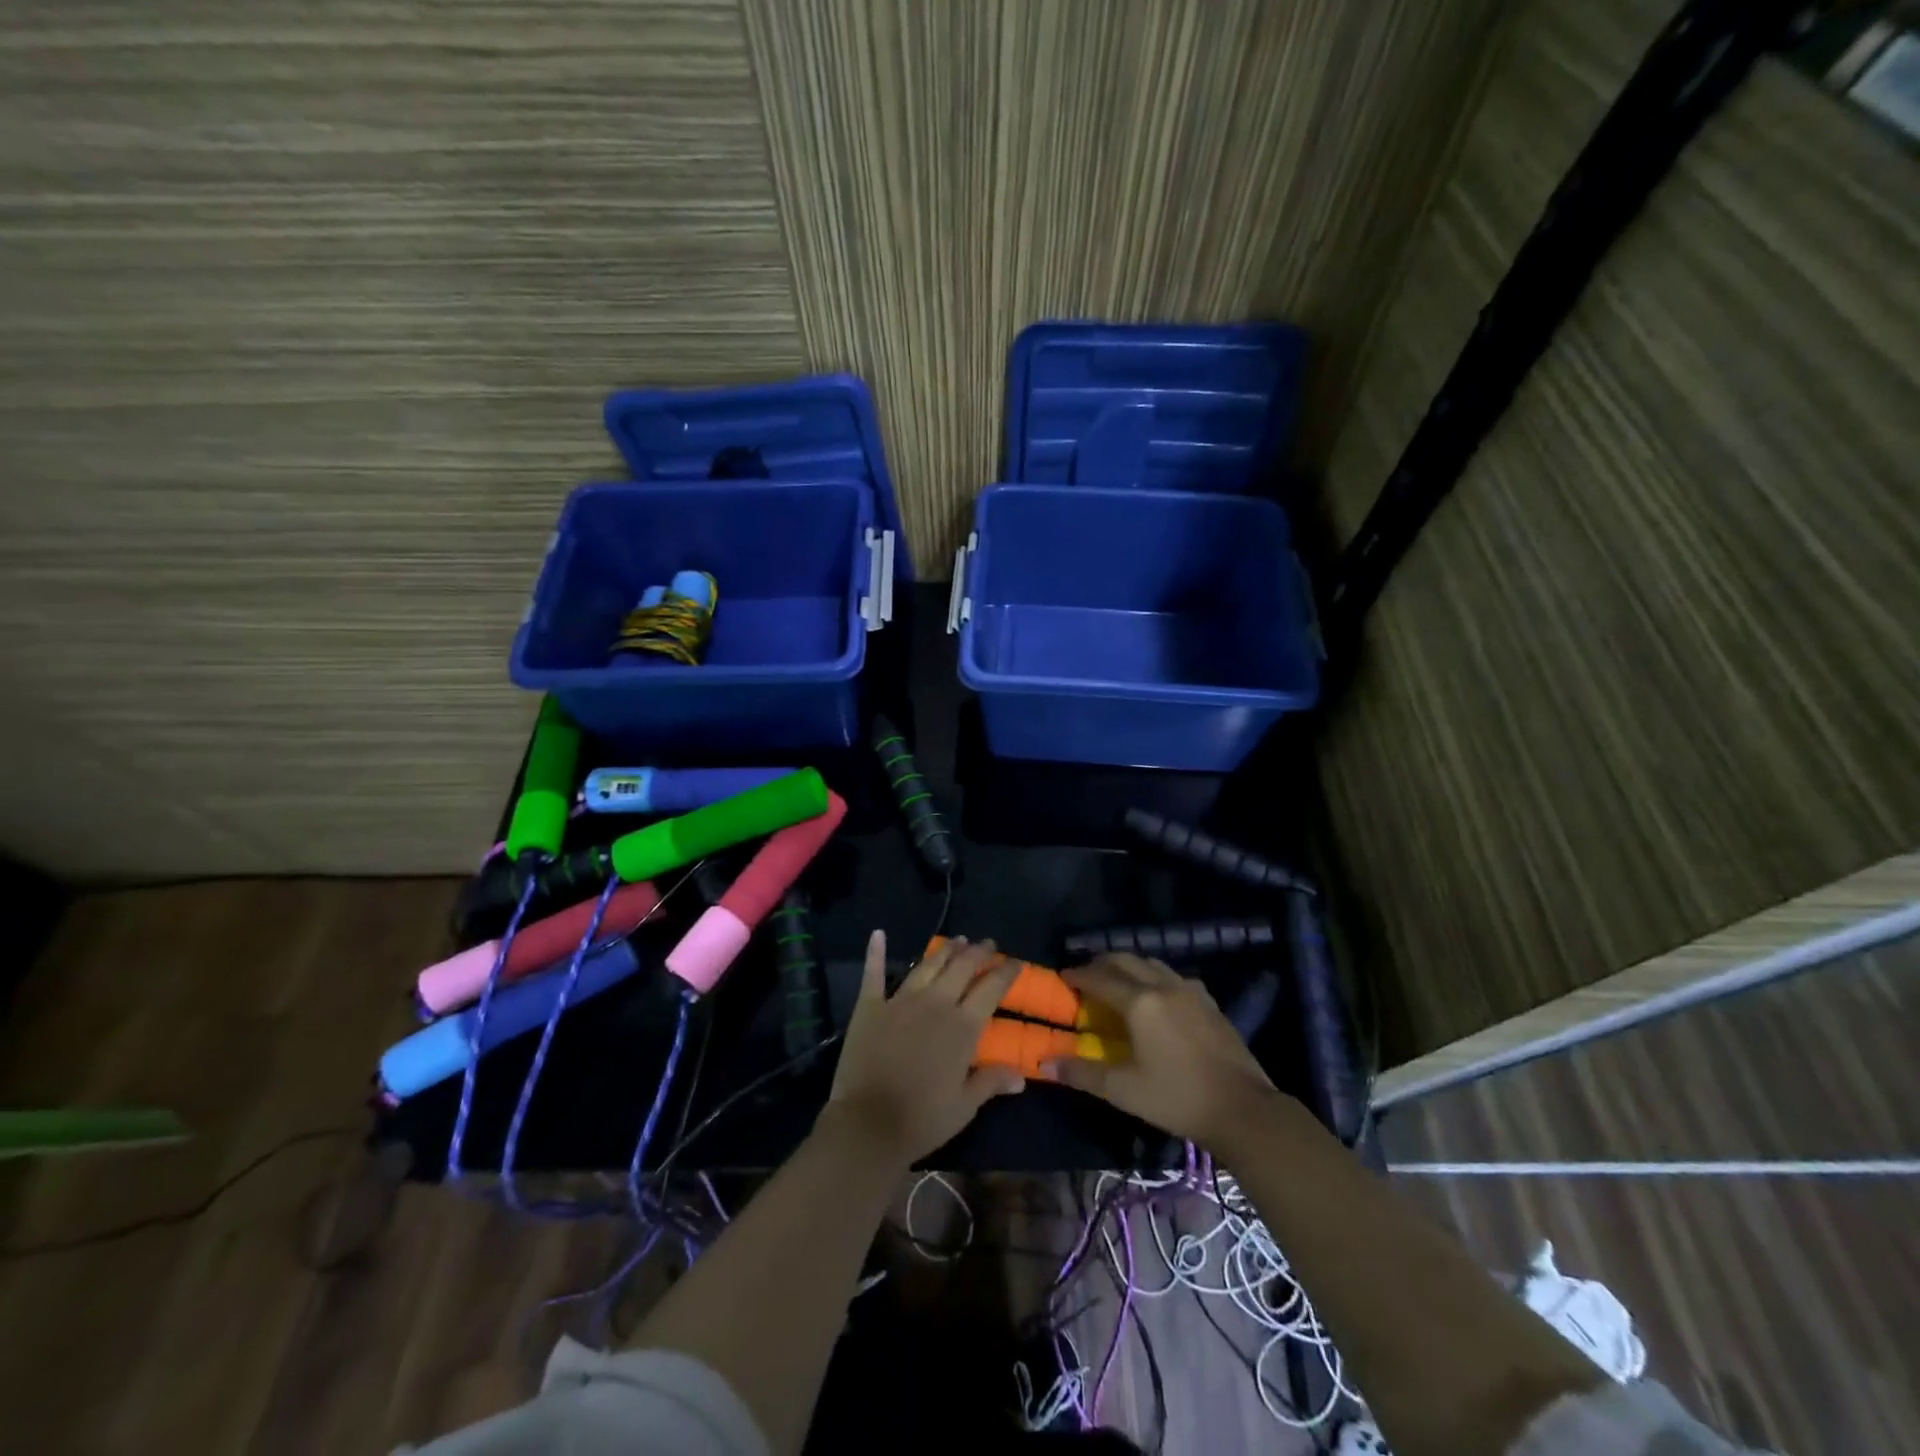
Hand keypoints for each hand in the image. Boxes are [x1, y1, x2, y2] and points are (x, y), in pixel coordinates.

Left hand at [825, 931, 1023, 1164]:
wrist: (868, 1124)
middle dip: (978, 952)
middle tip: (987, 943)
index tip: (1015, 962)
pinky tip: (879, 935)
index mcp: (962, 1026)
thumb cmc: (922, 1119)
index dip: (1006, 972)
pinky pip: (874, 973)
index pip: (991, 988)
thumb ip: (991, 1082)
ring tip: (957, 940)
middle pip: (961, 967)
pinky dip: (876, 952)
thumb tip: (1022, 1075)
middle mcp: (935, 1003)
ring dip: (945, 950)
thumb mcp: (964, 1106)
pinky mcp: (870, 1006)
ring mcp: (900, 1000)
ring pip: (928, 965)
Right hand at [1043, 954, 1279, 1146]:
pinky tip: (1158, 996)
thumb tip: (1046, 1063)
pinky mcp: (1209, 1003)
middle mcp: (1163, 986)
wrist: (1242, 1109)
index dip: (1079, 975)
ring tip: (1119, 980)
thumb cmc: (1177, 1098)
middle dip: (1103, 963)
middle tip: (1087, 974)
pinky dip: (1156, 977)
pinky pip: (1175, 977)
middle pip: (1127, 960)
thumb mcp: (1124, 1090)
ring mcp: (1191, 991)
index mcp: (1139, 1002)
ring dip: (1131, 966)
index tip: (1063, 976)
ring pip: (1153, 964)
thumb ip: (1083, 1073)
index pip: (1100, 978)